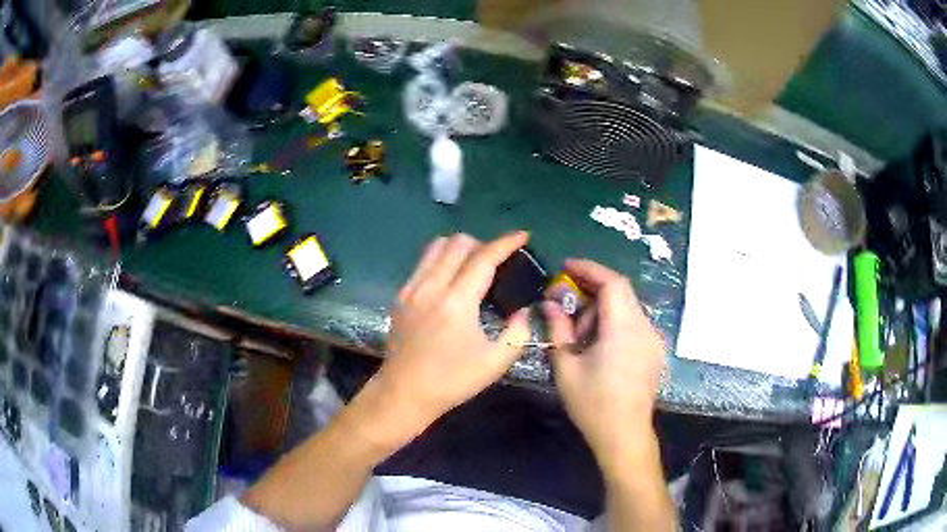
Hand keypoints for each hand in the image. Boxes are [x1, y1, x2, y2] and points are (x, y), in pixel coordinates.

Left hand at [373, 232, 531, 435]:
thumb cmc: (451, 381)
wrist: (404, 393)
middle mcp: (431, 287)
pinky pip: (423, 262)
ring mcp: (412, 289)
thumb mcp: (495, 363)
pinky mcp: (400, 295)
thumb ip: (518, 332)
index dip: (506, 242)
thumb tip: (525, 310)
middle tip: (498, 261)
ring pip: (437, 247)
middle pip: (458, 243)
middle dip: (484, 244)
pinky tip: (451, 279)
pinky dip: (441, 259)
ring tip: (474, 265)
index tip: (522, 235)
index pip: (483, 258)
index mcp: (457, 303)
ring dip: (460, 248)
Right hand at [543, 259, 665, 467]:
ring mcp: (653, 340)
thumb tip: (550, 303)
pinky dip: (614, 324)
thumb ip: (558, 329)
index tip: (566, 267)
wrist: (624, 435)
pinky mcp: (654, 352)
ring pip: (627, 309)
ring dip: (602, 312)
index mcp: (624, 328)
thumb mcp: (566, 366)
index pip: (612, 282)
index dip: (589, 269)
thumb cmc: (593, 404)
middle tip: (566, 311)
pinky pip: (634, 325)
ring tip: (580, 338)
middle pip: (620, 293)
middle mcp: (645, 328)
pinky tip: (599, 348)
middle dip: (591, 294)